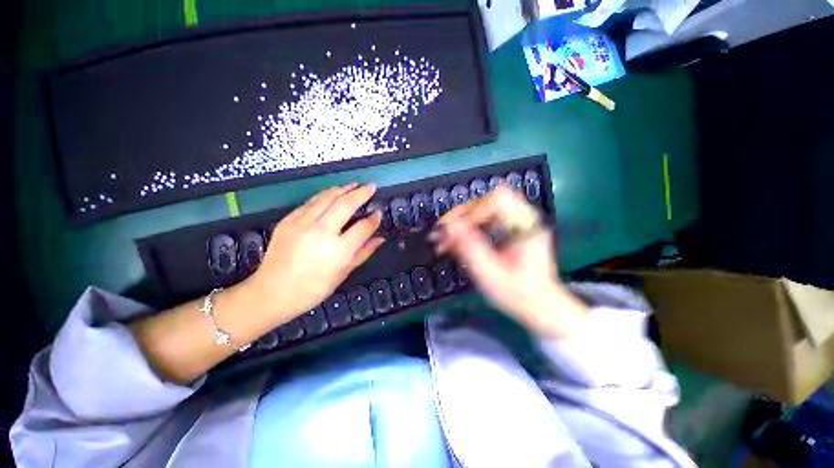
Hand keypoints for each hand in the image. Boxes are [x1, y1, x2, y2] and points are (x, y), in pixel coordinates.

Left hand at [245, 183, 384, 318]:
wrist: (271, 293)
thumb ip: (364, 253)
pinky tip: (332, 194)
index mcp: (339, 250)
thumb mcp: (343, 274)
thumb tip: (381, 238)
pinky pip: (310, 202)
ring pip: (327, 197)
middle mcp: (322, 232)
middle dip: (362, 193)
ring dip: (343, 188)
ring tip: (354, 184)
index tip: (379, 212)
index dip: (374, 218)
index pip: (363, 227)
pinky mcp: (288, 220)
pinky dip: (325, 195)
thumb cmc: (313, 289)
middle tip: (371, 186)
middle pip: (346, 204)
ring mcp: (302, 223)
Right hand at [431, 186, 586, 336]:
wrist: (539, 306)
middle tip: (443, 234)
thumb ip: (469, 247)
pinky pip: (484, 218)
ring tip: (446, 239)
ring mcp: (517, 221)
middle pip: (486, 201)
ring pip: (482, 208)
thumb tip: (448, 226)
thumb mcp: (490, 273)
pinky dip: (468, 227)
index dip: (472, 213)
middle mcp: (523, 217)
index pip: (496, 200)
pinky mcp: (510, 227)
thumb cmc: (517, 293)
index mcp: (526, 226)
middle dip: (461, 217)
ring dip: (461, 222)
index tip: (454, 232)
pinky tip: (456, 241)